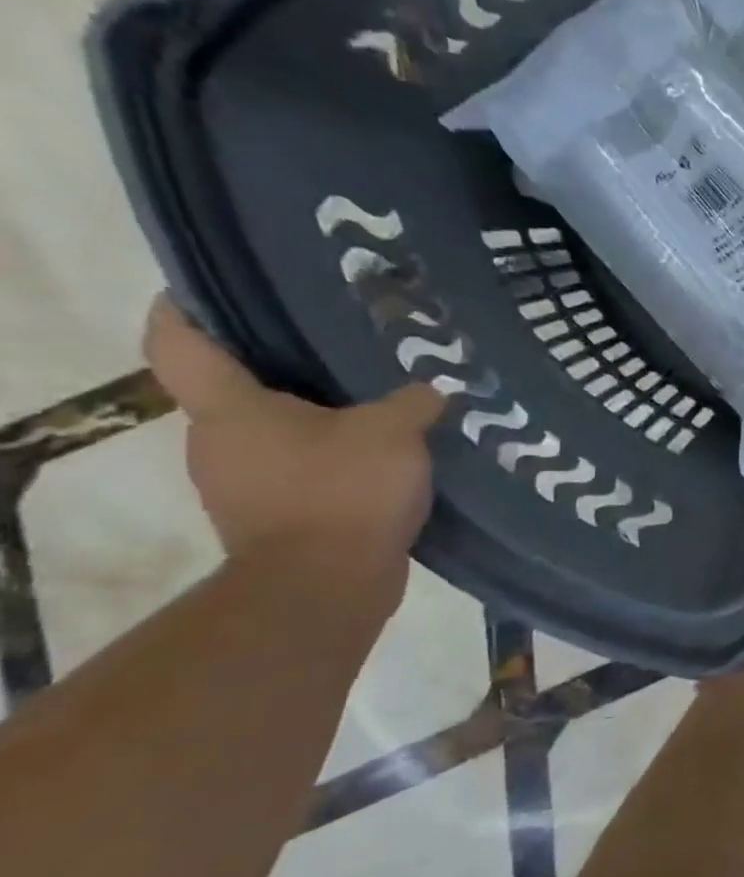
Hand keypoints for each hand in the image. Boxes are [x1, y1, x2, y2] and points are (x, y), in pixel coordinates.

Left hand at [145, 299, 444, 583]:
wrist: (324, 588)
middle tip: (336, 344)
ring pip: (272, 431)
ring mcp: (242, 484)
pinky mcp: (273, 517)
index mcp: (230, 409)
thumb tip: (430, 390)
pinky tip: (381, 455)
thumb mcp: (394, 432)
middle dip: (279, 366)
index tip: (213, 288)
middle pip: (233, 387)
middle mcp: (219, 441)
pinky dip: (330, 457)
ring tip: (374, 402)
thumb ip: (413, 401)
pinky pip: (298, 468)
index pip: (180, 342)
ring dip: (314, 417)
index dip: (186, 308)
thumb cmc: (342, 493)